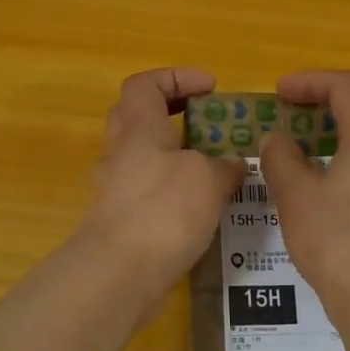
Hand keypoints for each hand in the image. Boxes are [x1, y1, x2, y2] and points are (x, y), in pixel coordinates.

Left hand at [76, 67, 243, 301]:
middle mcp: (122, 153)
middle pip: (138, 117)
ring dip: (178, 157)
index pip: (144, 84)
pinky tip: (204, 210)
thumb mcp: (207, 178)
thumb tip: (232, 165)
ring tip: (218, 171)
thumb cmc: (163, 210)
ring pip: (145, 158)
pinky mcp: (122, 222)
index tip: (210, 88)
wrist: (119, 273)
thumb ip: (224, 166)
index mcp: (139, 128)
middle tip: (209, 124)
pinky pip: (149, 193)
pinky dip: (175, 193)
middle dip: (174, 114)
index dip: (176, 77)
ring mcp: (117, 190)